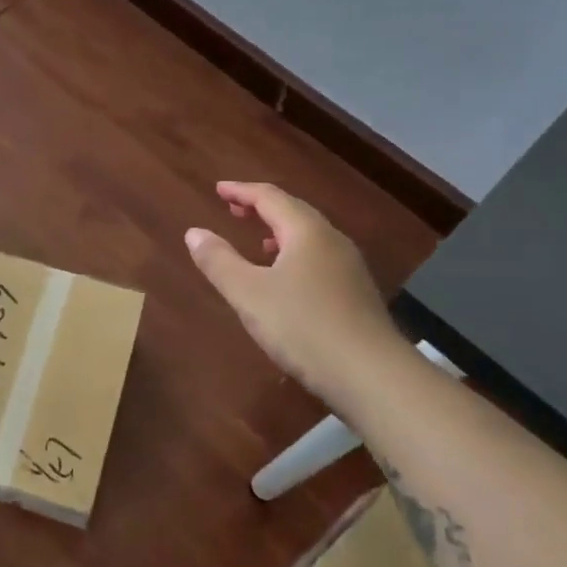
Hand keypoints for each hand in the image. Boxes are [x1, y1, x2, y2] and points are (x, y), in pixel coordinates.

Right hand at [185, 181, 406, 417]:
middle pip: (294, 212)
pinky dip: (295, 254)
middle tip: (234, 209)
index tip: (218, 189)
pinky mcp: (357, 295)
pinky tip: (286, 280)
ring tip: (257, 241)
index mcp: (307, 232)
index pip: (270, 197)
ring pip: (310, 237)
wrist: (373, 376)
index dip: (241, 191)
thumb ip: (219, 261)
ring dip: (279, 232)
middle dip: (261, 207)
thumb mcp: (248, 294)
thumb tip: (194, 232)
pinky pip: (319, 258)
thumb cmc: (304, 327)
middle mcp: (332, 241)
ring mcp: (349, 268)